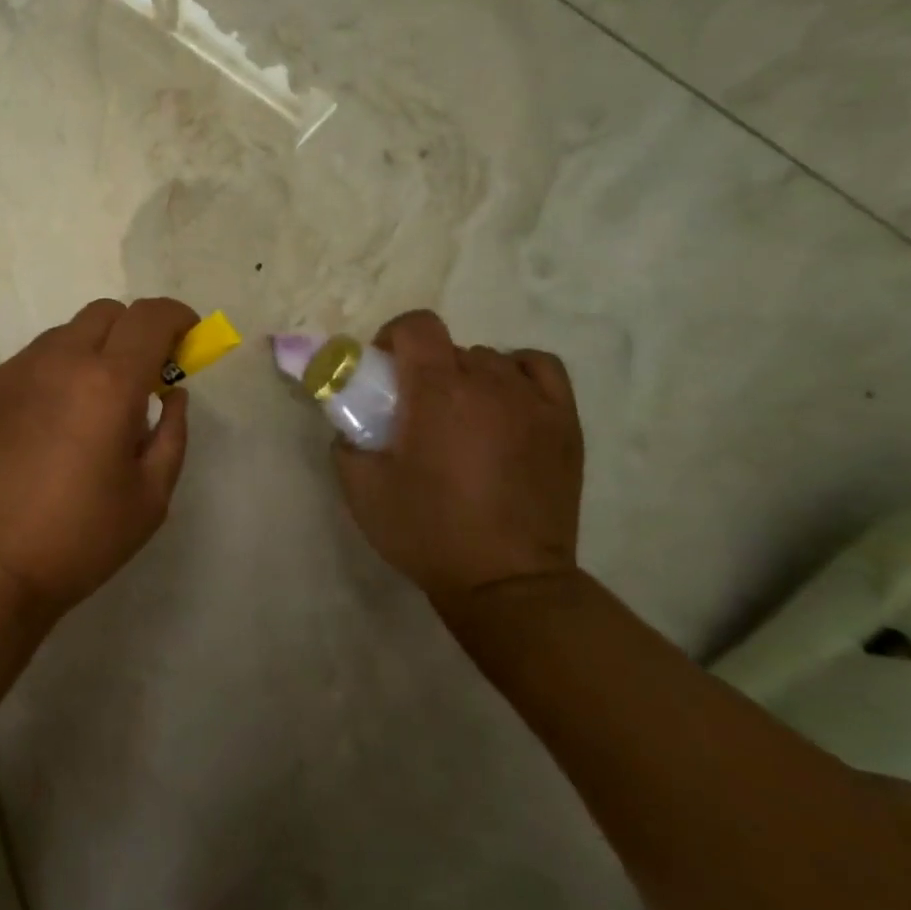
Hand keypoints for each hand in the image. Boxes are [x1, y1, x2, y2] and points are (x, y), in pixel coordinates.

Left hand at [0, 297, 198, 619]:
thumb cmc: (79, 539)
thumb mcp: (151, 497)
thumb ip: (172, 432)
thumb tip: (171, 393)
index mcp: (110, 383)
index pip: (151, 316)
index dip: (177, 317)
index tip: (185, 338)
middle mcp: (59, 360)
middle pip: (105, 313)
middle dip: (132, 333)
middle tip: (134, 379)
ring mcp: (11, 370)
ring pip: (62, 337)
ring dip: (86, 356)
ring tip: (80, 411)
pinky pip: (25, 366)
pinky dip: (45, 381)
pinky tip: (36, 431)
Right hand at [333, 309, 583, 618]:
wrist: (506, 584)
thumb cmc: (428, 532)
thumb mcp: (361, 488)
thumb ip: (346, 440)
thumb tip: (353, 422)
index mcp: (436, 391)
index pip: (417, 325)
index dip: (394, 336)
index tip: (385, 371)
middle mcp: (487, 384)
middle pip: (451, 347)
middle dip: (427, 368)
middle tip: (418, 411)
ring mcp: (533, 401)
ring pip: (491, 360)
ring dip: (468, 377)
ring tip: (464, 419)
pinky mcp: (565, 423)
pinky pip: (540, 370)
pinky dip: (518, 374)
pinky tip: (507, 401)